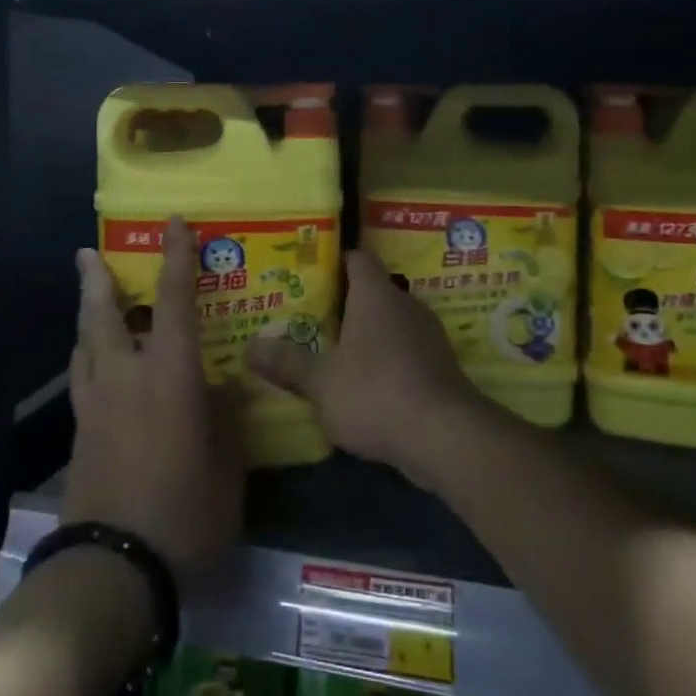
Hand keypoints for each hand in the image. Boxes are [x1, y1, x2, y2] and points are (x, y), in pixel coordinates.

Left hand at [61, 219, 245, 579]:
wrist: (115, 566)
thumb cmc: (186, 508)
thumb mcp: (228, 464)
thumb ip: (228, 418)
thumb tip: (229, 387)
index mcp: (169, 374)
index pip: (174, 301)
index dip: (176, 258)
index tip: (173, 224)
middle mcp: (125, 376)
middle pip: (103, 315)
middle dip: (97, 280)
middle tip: (89, 254)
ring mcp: (96, 405)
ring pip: (84, 345)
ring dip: (87, 317)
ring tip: (93, 304)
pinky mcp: (81, 435)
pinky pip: (83, 379)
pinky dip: (87, 358)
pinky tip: (97, 367)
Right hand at [250, 249, 491, 490]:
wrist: (445, 436)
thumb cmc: (376, 392)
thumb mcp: (321, 382)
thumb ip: (287, 363)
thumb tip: (250, 347)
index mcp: (376, 294)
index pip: (357, 258)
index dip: (334, 262)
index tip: (309, 274)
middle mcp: (406, 304)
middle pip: (373, 291)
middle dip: (344, 304)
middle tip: (310, 317)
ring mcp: (428, 335)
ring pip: (390, 324)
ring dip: (367, 335)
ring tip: (332, 352)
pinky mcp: (440, 366)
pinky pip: (406, 351)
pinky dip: (386, 361)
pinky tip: (366, 385)